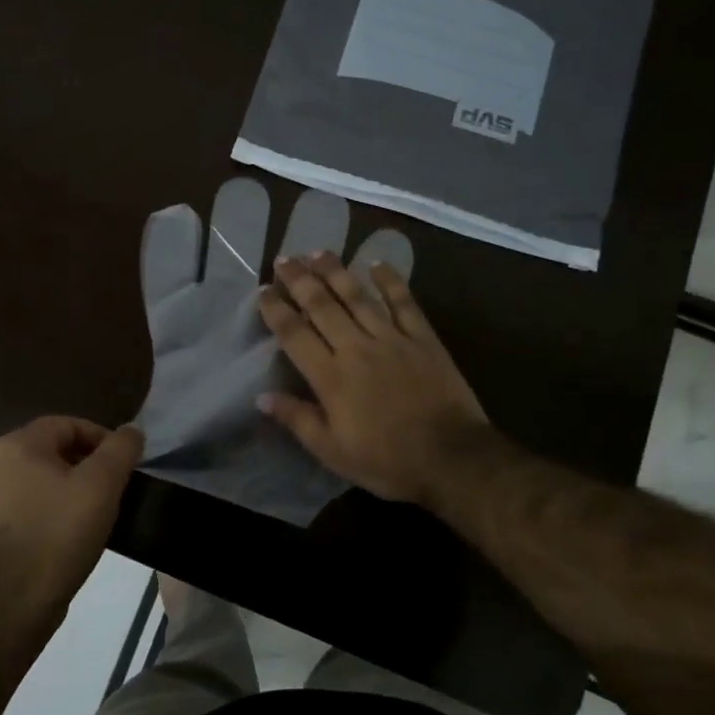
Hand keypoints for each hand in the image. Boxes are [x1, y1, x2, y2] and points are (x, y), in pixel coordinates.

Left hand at [0, 417, 142, 620]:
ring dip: (70, 486)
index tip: (124, 465)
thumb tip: (131, 431)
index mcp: (18, 444)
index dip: (102, 439)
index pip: (69, 425)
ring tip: (95, 509)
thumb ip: (121, 448)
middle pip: (54, 449)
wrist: (17, 599)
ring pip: (41, 477)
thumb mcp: (103, 483)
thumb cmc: (61, 531)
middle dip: (87, 463)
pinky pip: (29, 503)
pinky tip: (70, 530)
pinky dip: (52, 507)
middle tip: (113, 487)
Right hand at [257, 254, 491, 504]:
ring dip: (336, 272)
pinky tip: (377, 263)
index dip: (276, 310)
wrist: (452, 459)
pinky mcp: (423, 338)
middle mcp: (356, 348)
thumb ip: (298, 420)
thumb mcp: (333, 452)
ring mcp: (392, 339)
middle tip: (284, 258)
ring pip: (358, 297)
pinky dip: (390, 281)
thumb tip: (262, 397)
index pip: (295, 335)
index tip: (263, 291)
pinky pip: (404, 302)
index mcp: (331, 377)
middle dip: (300, 280)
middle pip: (322, 306)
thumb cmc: (387, 461)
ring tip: (318, 252)